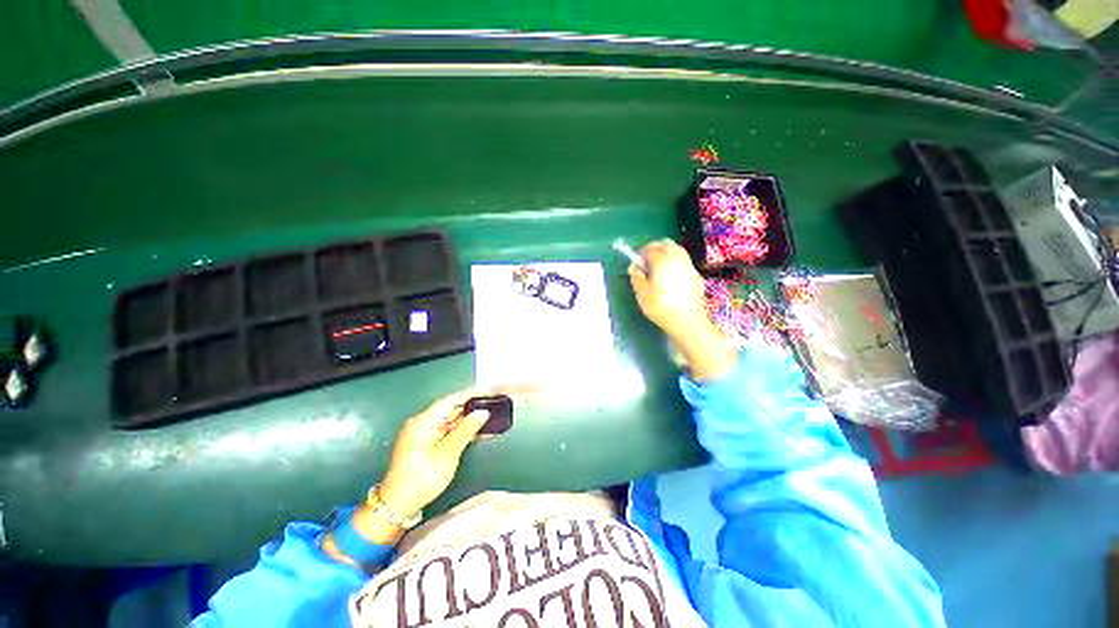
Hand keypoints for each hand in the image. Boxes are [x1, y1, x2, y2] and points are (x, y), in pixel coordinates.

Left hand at [378, 390, 489, 516]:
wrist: (398, 506)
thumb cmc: (423, 477)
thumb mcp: (448, 452)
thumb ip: (467, 429)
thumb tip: (483, 413)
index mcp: (424, 421)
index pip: (451, 400)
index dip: (470, 395)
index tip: (488, 393)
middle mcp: (422, 423)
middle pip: (451, 409)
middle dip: (472, 408)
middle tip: (493, 407)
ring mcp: (422, 434)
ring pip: (450, 421)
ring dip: (468, 421)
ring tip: (489, 419)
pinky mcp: (425, 445)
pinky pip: (446, 431)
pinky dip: (461, 431)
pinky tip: (476, 433)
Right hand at [629, 240, 735, 380]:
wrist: (687, 321)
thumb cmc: (660, 306)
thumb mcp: (641, 293)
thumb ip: (636, 277)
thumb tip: (634, 266)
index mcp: (662, 260)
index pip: (650, 249)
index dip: (640, 253)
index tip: (635, 261)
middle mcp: (677, 258)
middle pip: (665, 245)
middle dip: (654, 248)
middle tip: (646, 259)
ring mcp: (689, 266)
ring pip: (677, 250)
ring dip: (666, 252)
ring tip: (658, 265)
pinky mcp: (696, 275)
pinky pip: (684, 261)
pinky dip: (675, 262)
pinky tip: (671, 275)